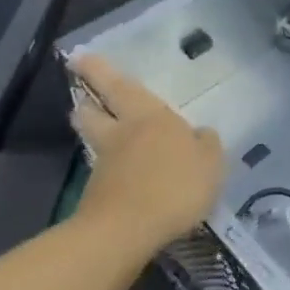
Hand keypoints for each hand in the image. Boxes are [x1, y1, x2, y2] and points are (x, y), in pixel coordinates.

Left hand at [68, 55, 225, 252]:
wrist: (125, 232)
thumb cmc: (174, 185)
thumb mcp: (210, 163)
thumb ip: (206, 145)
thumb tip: (200, 135)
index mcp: (149, 117)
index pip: (121, 87)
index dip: (100, 71)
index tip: (80, 57)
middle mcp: (122, 134)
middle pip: (94, 112)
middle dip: (88, 102)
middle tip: (83, 96)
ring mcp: (105, 166)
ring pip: (95, 140)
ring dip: (92, 132)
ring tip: (98, 129)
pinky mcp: (96, 196)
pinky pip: (103, 172)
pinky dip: (108, 169)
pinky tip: (122, 175)